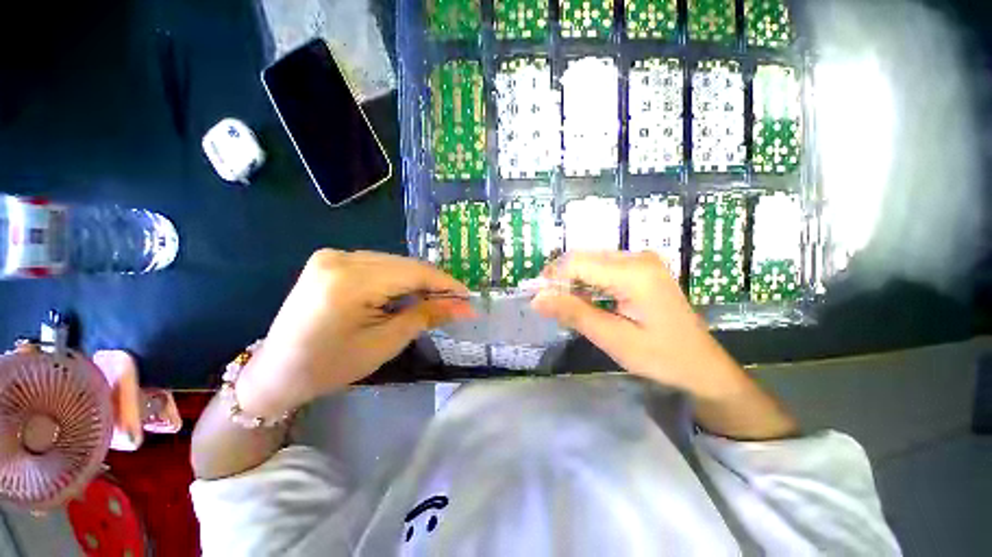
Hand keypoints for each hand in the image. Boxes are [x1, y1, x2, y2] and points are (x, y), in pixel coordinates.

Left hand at [236, 249, 472, 415]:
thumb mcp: (385, 343)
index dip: (445, 284)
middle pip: (405, 265)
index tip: (468, 296)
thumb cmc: (331, 366)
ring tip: (433, 301)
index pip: (413, 273)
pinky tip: (406, 294)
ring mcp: (332, 255)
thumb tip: (462, 306)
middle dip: (433, 283)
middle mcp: (340, 258)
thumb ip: (426, 316)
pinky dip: (398, 278)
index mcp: (349, 282)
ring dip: (417, 281)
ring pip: (394, 263)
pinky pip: (378, 264)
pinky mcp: (330, 259)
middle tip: (455, 302)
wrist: (276, 370)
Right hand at [531, 251, 748, 399]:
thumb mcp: (613, 338)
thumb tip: (537, 299)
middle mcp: (637, 257)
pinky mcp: (640, 268)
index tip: (538, 300)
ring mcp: (641, 260)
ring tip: (564, 307)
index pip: (578, 263)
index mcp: (634, 272)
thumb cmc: (661, 357)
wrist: (702, 365)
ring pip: (590, 262)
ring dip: (572, 282)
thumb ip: (574, 313)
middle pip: (583, 258)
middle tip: (549, 306)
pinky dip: (587, 283)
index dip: (553, 278)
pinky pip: (602, 268)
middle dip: (561, 280)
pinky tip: (584, 302)